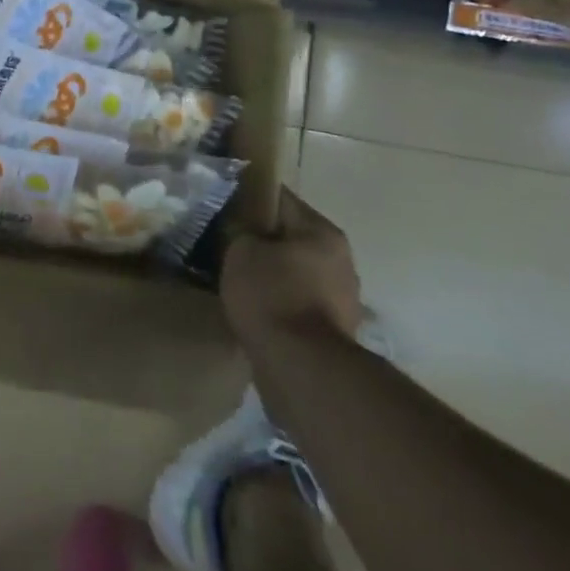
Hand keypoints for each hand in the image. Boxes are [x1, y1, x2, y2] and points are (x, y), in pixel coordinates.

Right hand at [221, 189, 363, 341]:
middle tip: (229, 247)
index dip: (250, 200)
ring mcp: (343, 299)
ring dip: (273, 276)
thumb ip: (241, 230)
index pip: (281, 199)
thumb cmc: (272, 297)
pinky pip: (300, 304)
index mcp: (323, 231)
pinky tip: (257, 311)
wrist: (302, 370)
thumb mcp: (241, 250)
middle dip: (263, 242)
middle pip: (292, 238)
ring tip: (241, 283)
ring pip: (296, 273)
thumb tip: (242, 228)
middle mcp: (341, 260)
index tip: (226, 208)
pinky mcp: (336, 333)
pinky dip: (281, 305)